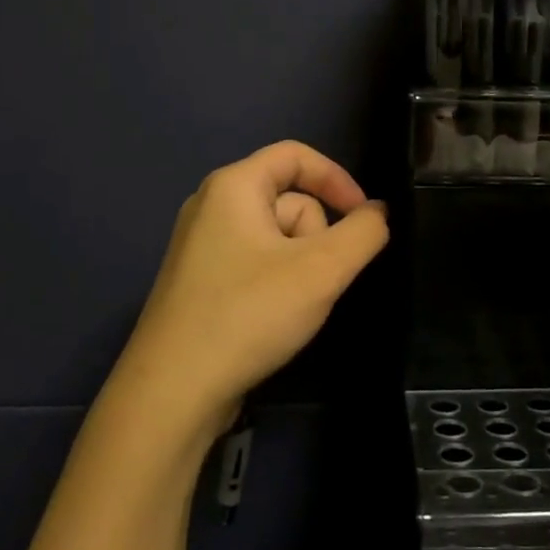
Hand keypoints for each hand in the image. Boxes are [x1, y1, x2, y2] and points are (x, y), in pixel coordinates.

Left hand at [113, 141, 389, 437]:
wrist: (172, 393)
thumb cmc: (248, 315)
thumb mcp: (321, 270)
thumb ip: (363, 233)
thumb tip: (378, 213)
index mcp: (233, 186)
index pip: (296, 155)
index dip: (338, 179)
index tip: (364, 218)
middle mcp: (211, 205)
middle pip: (289, 198)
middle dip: (315, 236)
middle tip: (314, 280)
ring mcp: (201, 245)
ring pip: (275, 235)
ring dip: (299, 264)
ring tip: (291, 305)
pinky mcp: (199, 281)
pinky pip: (254, 261)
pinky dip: (276, 280)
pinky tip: (272, 317)